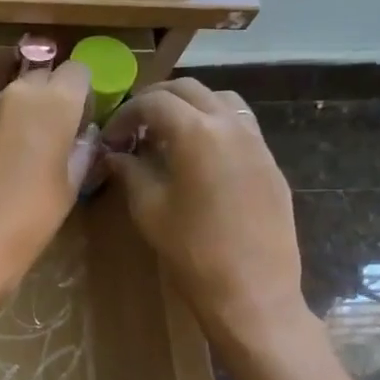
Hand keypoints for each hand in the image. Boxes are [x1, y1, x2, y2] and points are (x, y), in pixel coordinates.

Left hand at [0, 61, 96, 294]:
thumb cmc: (32, 215)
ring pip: (13, 97)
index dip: (83, 92)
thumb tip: (85, 135)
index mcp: (53, 102)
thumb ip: (82, 149)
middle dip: (52, 98)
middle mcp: (16, 94)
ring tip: (25, 151)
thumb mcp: (70, 184)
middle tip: (57, 134)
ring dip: (24, 112)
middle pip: (42, 78)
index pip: (77, 71)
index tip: (83, 118)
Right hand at [102, 80, 306, 347]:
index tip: (109, 139)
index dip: (124, 114)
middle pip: (188, 89)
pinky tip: (197, 156)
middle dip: (154, 101)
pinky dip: (212, 124)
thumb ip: (130, 171)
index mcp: (196, 133)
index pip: (153, 102)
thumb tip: (115, 154)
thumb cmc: (192, 251)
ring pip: (219, 99)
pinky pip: (239, 124)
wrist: (252, 289)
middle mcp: (230, 125)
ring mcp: (256, 141)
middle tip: (132, 128)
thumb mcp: (149, 208)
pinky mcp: (269, 162)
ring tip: (166, 135)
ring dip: (188, 106)